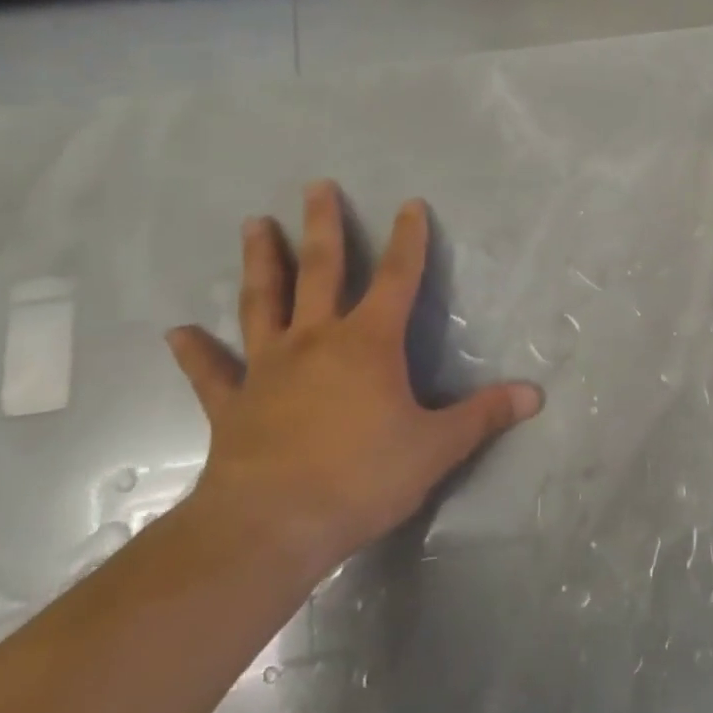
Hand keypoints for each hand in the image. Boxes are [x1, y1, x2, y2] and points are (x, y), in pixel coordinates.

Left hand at [167, 182, 542, 573]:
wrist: (270, 527)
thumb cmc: (361, 478)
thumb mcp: (436, 448)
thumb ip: (484, 416)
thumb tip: (536, 395)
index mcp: (368, 343)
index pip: (396, 278)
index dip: (408, 240)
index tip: (409, 203)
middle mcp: (316, 340)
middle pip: (320, 270)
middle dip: (322, 225)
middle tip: (316, 185)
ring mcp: (269, 369)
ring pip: (264, 302)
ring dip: (261, 262)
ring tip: (255, 223)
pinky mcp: (233, 405)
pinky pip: (211, 373)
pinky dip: (194, 352)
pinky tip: (176, 332)